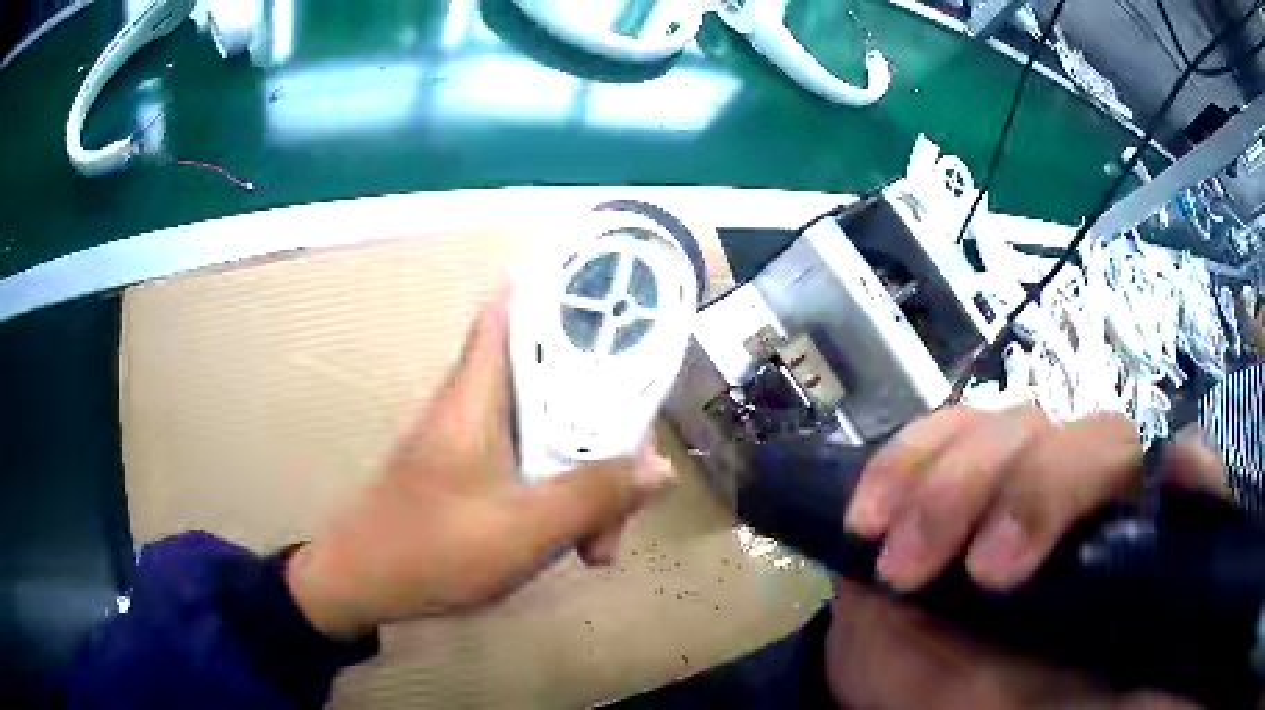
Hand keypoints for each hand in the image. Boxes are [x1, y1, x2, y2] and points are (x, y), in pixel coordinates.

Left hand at [285, 294, 674, 639]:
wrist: (362, 585)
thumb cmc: (431, 550)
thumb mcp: (523, 529)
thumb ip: (593, 496)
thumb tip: (659, 465)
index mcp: (479, 393)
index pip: (516, 311)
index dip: (566, 295)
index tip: (620, 308)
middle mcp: (480, 405)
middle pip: (560, 384)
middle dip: (606, 430)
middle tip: (632, 494)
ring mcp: (478, 441)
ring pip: (554, 432)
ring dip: (589, 477)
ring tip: (599, 545)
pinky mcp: (476, 472)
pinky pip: (537, 465)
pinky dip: (564, 495)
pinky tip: (577, 544)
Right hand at [826, 407, 1224, 708]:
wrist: (905, 697)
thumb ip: (1141, 696)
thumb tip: (1186, 675)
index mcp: (1124, 550)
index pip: (1184, 489)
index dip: (1191, 471)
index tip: (1176, 483)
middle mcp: (1082, 499)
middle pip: (1094, 438)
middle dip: (1040, 491)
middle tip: (982, 574)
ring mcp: (1011, 477)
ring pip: (1011, 425)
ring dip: (954, 486)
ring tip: (904, 565)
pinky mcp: (943, 474)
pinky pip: (932, 432)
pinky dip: (903, 463)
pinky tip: (869, 516)